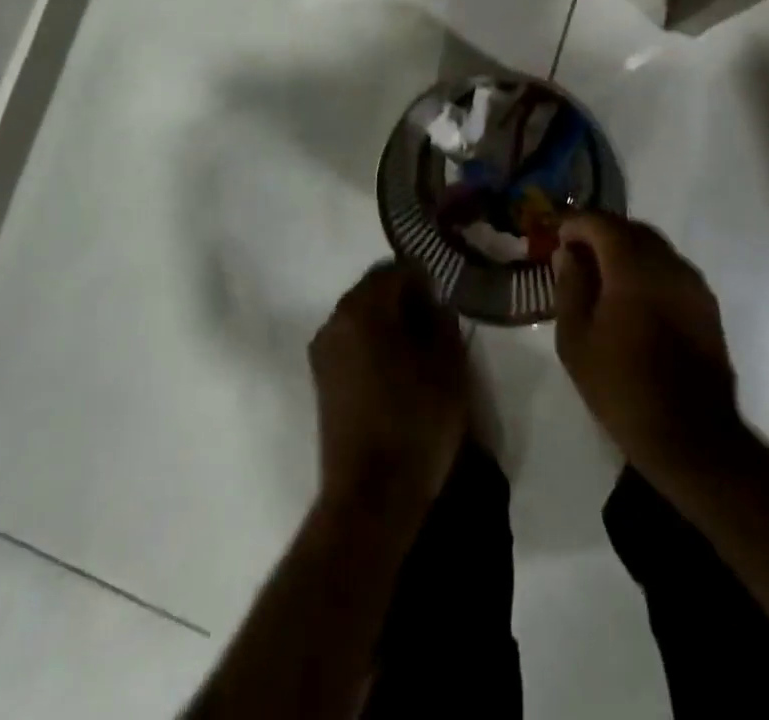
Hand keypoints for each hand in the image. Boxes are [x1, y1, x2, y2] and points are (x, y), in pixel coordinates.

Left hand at [309, 262, 468, 519]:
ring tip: (420, 351)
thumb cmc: (415, 423)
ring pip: (361, 316)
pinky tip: (397, 372)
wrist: (370, 498)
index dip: (424, 279)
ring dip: (388, 322)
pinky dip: (373, 344)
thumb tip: (433, 303)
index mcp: (363, 308)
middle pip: (374, 290)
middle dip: (405, 298)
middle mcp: (335, 320)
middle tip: (437, 324)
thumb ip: (442, 322)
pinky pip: (351, 342)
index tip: (445, 300)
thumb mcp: (448, 367)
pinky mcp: (321, 380)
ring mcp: (323, 350)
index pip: (395, 270)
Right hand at [553, 213, 741, 479]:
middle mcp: (668, 264)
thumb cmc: (622, 387)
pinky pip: (671, 270)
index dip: (576, 223)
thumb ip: (569, 286)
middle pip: (631, 229)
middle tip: (578, 253)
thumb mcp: (576, 339)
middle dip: (602, 233)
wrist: (692, 437)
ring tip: (604, 276)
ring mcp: (693, 284)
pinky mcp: (707, 306)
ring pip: (655, 248)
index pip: (601, 222)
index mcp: (633, 267)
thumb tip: (568, 253)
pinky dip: (648, 270)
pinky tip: (634, 297)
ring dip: (627, 250)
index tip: (559, 237)